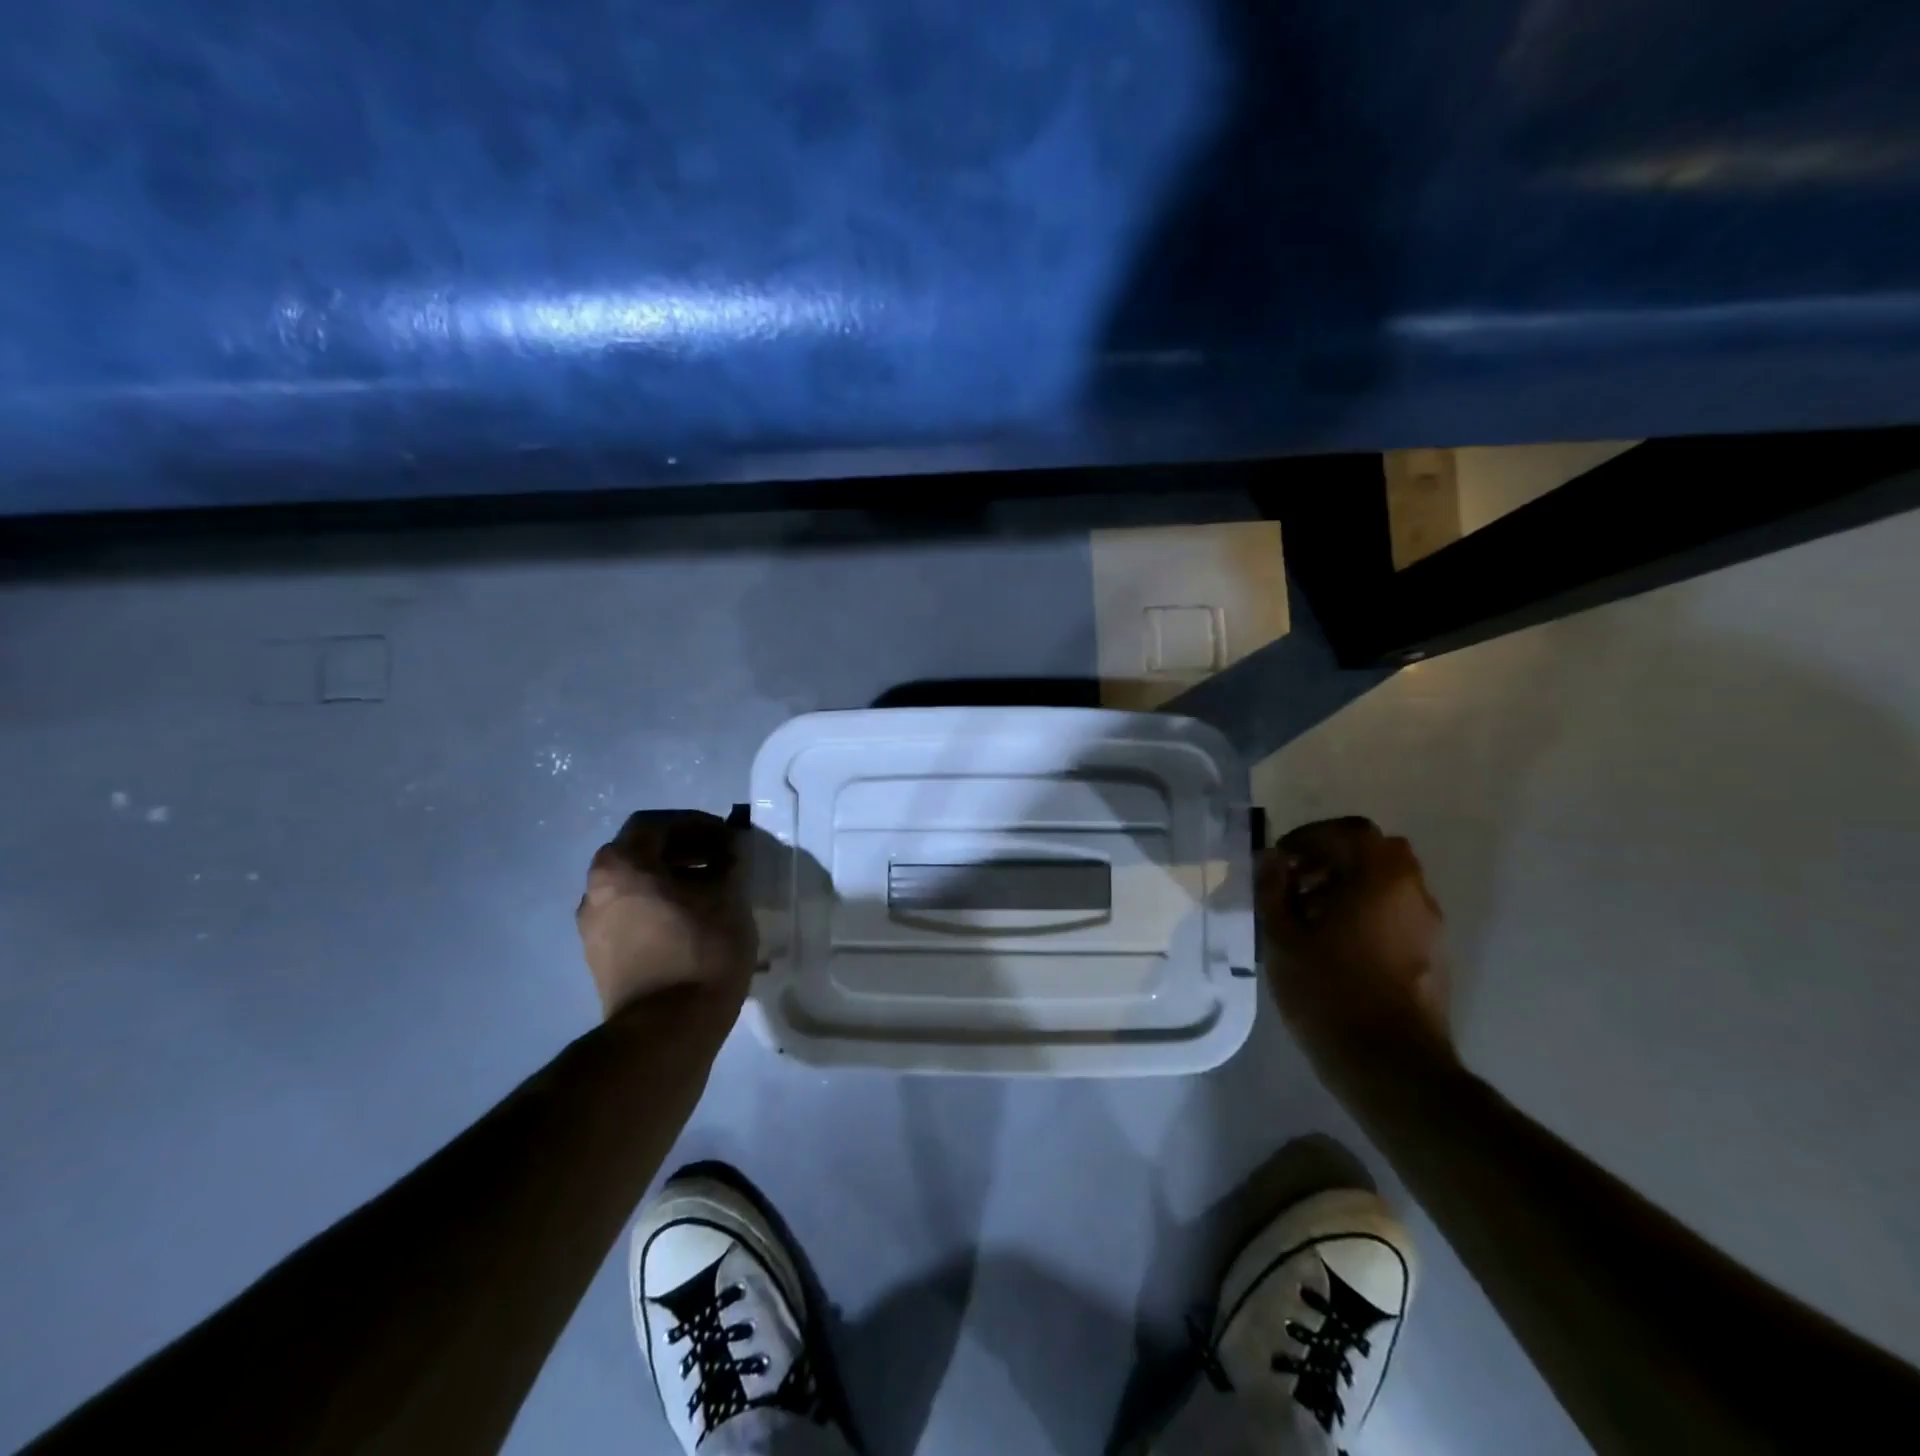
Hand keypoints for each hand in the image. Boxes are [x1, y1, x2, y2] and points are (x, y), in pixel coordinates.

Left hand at [575, 810, 757, 1017]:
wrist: (667, 1031)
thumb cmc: (701, 950)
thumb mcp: (729, 896)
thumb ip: (730, 860)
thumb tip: (731, 845)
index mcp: (620, 866)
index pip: (656, 824)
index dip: (696, 824)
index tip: (728, 838)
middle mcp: (595, 890)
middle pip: (641, 853)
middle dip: (685, 850)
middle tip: (723, 860)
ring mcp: (593, 927)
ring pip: (637, 886)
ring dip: (673, 879)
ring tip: (713, 892)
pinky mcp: (602, 958)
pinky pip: (633, 915)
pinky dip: (661, 907)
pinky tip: (695, 922)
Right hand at [1258, 817, 1452, 1078]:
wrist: (1391, 1066)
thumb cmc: (1328, 992)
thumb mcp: (1282, 937)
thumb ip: (1273, 889)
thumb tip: (1270, 858)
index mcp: (1379, 878)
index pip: (1348, 831)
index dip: (1309, 837)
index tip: (1280, 861)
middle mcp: (1413, 892)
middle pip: (1375, 852)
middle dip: (1332, 858)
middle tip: (1296, 882)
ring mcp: (1429, 925)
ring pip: (1388, 882)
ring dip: (1349, 885)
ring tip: (1310, 917)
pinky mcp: (1433, 954)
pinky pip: (1397, 912)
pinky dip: (1367, 911)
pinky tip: (1336, 945)